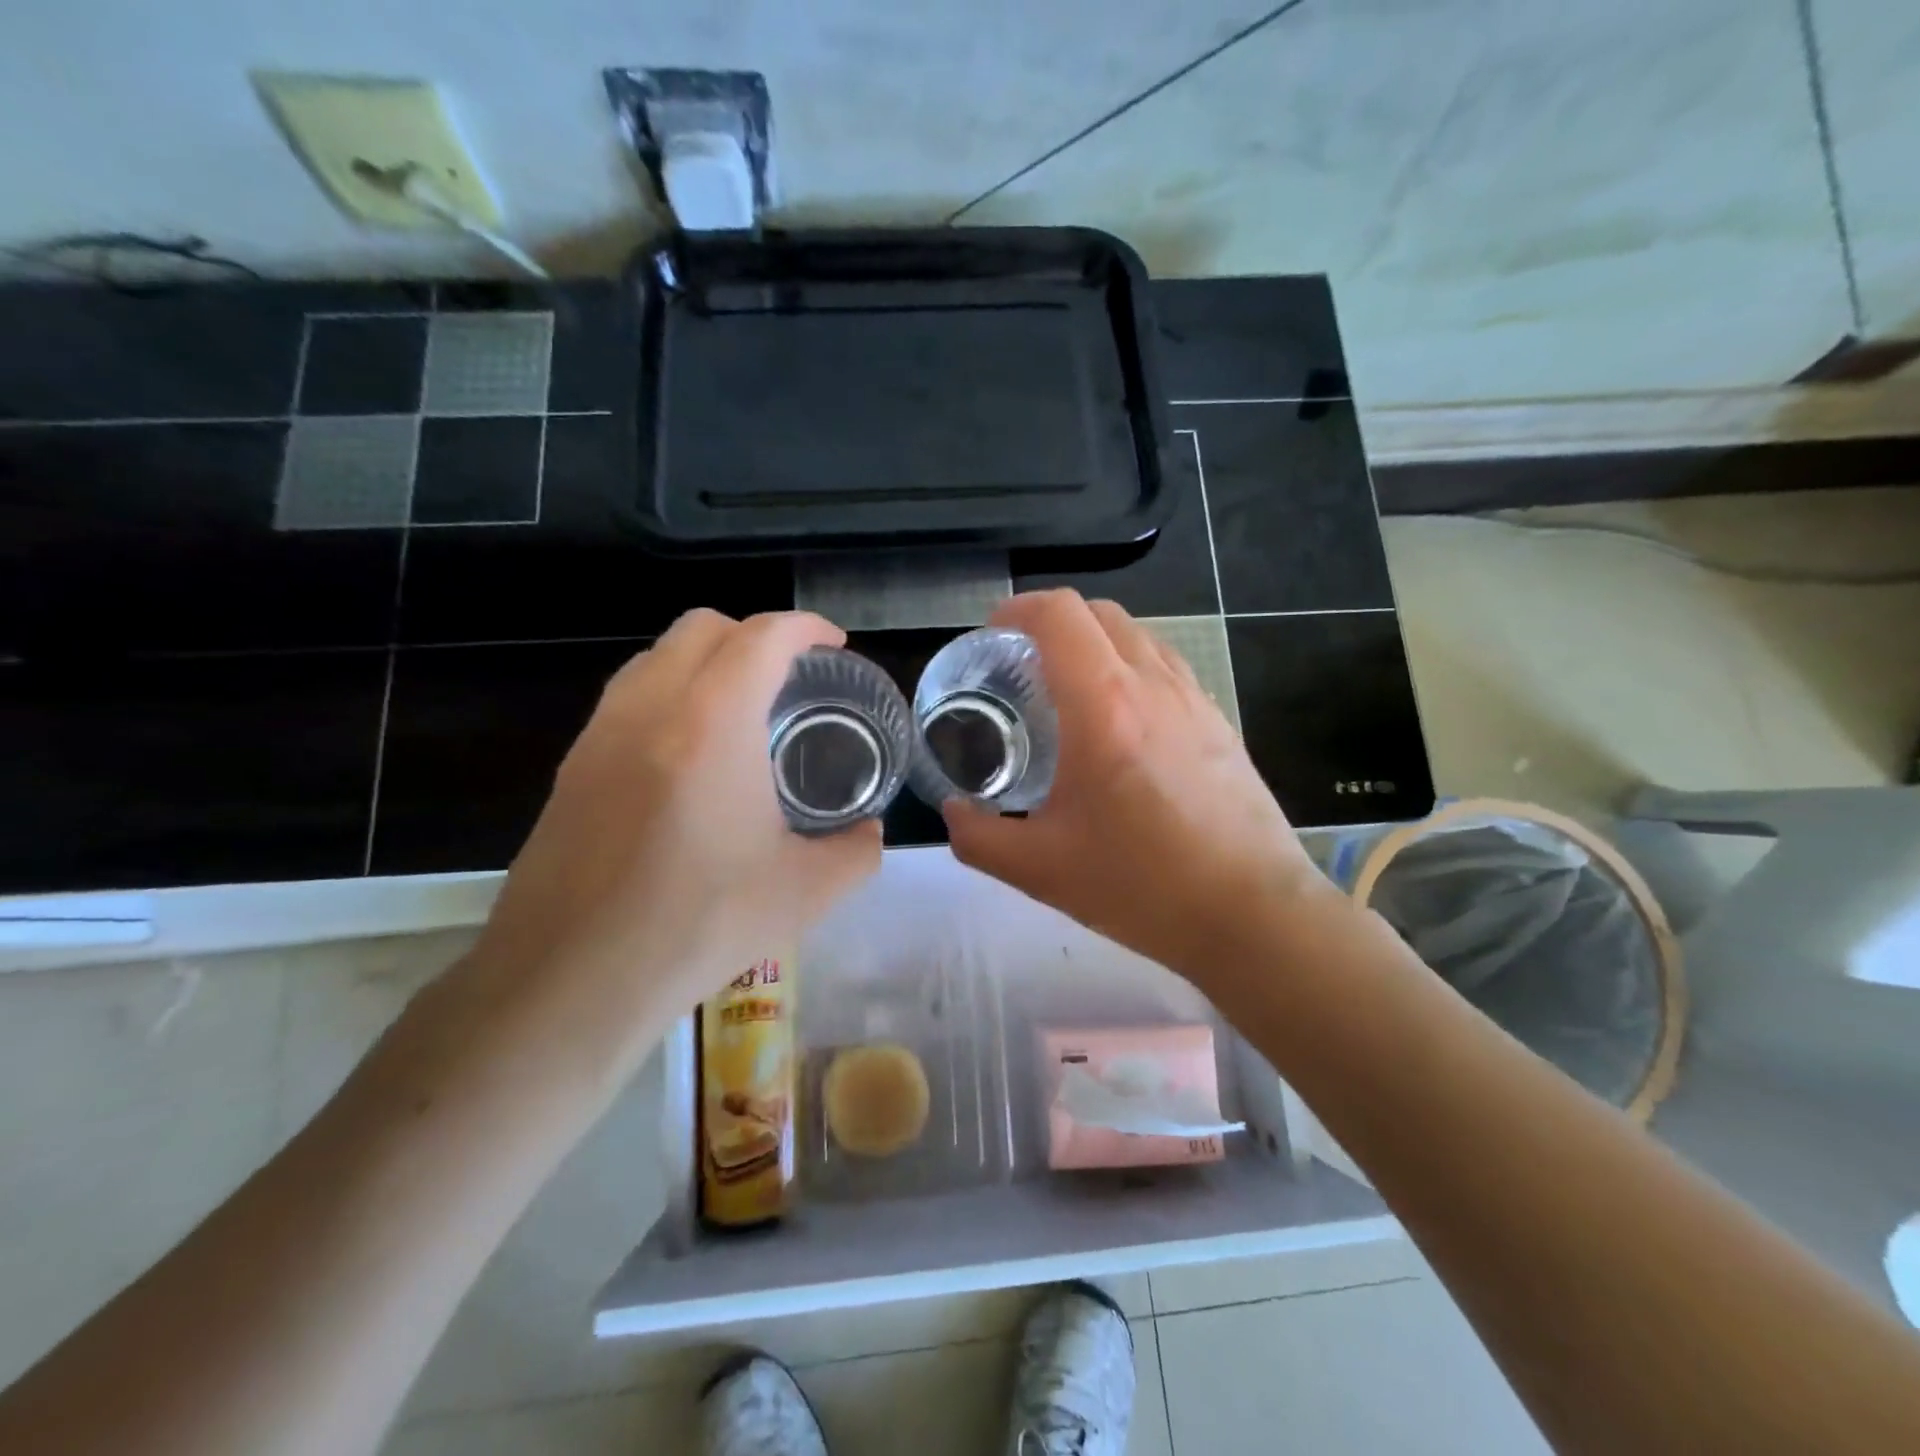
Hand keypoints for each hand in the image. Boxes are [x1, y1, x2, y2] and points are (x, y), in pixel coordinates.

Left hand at [442, 610, 880, 1093]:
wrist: (571, 980)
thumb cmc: (699, 925)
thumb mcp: (805, 892)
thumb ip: (856, 852)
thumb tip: (870, 833)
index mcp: (713, 722)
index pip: (763, 636)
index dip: (807, 628)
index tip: (834, 646)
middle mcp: (650, 707)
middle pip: (703, 628)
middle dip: (755, 634)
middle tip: (790, 677)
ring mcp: (600, 733)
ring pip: (656, 657)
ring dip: (706, 660)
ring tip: (740, 709)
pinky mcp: (571, 766)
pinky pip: (627, 698)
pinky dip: (669, 695)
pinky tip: (689, 757)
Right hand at [942, 591, 1334, 991]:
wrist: (1251, 914)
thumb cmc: (1142, 886)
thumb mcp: (1040, 870)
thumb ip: (979, 838)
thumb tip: (954, 813)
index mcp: (1104, 707)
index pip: (1060, 615)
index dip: (1019, 609)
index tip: (993, 634)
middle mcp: (1152, 685)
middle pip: (1099, 612)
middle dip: (1053, 622)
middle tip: (1023, 664)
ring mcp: (1194, 698)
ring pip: (1138, 635)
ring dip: (1095, 643)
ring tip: (1070, 690)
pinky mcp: (1219, 720)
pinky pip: (1166, 666)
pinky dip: (1131, 668)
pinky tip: (1121, 723)